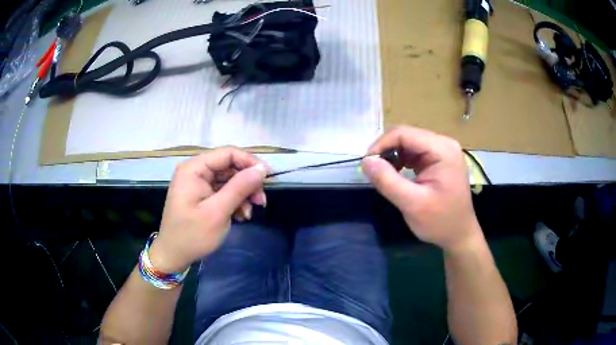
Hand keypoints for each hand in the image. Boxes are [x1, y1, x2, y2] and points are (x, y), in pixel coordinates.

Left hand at [148, 147, 267, 272]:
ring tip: (250, 213)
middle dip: (248, 183)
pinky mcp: (202, 196)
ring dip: (243, 195)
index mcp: (194, 169)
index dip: (250, 162)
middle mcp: (196, 171)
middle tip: (262, 201)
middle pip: (230, 167)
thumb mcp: (218, 212)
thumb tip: (262, 169)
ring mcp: (199, 184)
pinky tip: (240, 216)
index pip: (228, 153)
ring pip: (230, 180)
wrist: (174, 256)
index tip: (268, 178)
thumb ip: (240, 187)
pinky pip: (224, 192)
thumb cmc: (192, 235)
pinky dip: (235, 202)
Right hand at [362, 126, 482, 251]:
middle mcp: (443, 144)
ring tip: (384, 175)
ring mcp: (442, 151)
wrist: (459, 235)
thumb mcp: (412, 204)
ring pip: (408, 143)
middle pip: (406, 136)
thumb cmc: (440, 221)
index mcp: (442, 149)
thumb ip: (387, 181)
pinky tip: (397, 175)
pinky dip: (401, 161)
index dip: (381, 144)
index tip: (366, 164)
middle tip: (374, 172)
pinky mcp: (438, 159)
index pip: (404, 134)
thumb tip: (365, 161)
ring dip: (392, 156)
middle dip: (386, 150)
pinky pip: (414, 152)